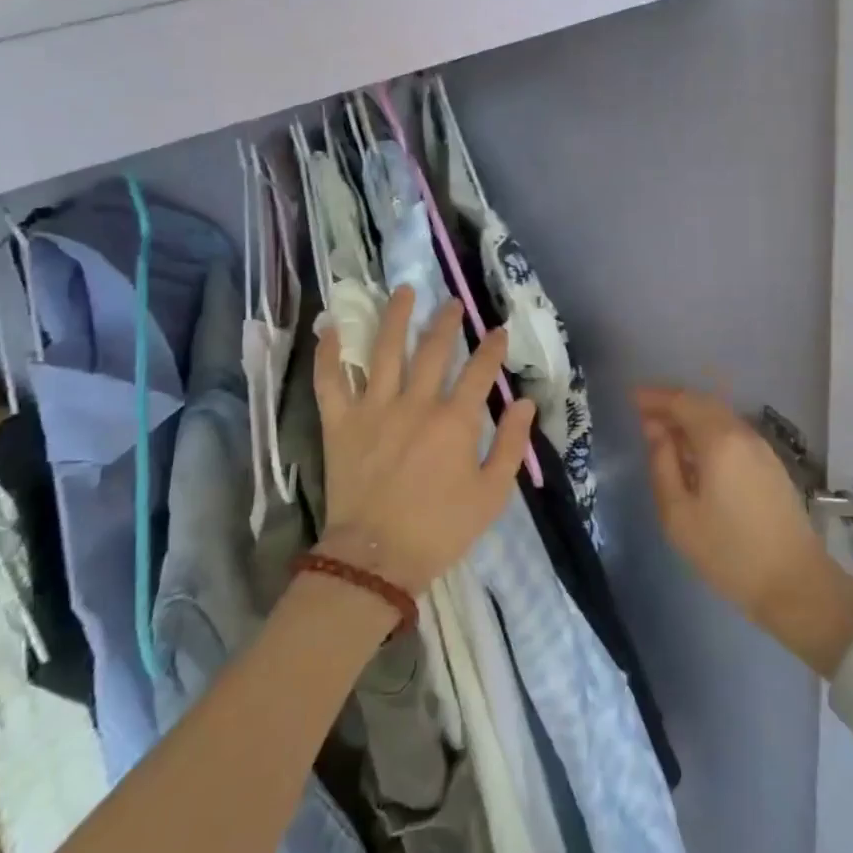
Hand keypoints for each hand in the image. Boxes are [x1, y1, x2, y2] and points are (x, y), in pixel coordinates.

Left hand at [315, 286, 533, 594]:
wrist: (375, 560)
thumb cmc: (440, 530)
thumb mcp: (491, 495)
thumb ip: (510, 445)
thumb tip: (525, 402)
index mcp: (454, 421)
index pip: (480, 370)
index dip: (492, 347)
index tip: (499, 329)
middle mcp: (415, 403)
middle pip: (433, 349)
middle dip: (447, 321)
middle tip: (452, 302)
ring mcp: (374, 409)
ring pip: (384, 350)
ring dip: (395, 317)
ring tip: (403, 291)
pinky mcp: (340, 423)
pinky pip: (330, 380)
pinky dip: (328, 353)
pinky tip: (331, 327)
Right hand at [636, 386, 852, 675]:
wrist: (796, 584)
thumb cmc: (729, 553)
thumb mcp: (679, 515)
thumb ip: (662, 465)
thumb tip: (655, 430)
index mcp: (719, 441)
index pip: (682, 402)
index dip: (655, 397)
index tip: (631, 397)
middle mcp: (742, 433)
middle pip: (703, 403)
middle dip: (672, 403)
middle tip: (643, 412)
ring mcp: (761, 448)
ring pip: (720, 416)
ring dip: (691, 416)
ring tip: (665, 432)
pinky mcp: (771, 464)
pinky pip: (732, 432)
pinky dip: (708, 430)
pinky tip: (695, 452)